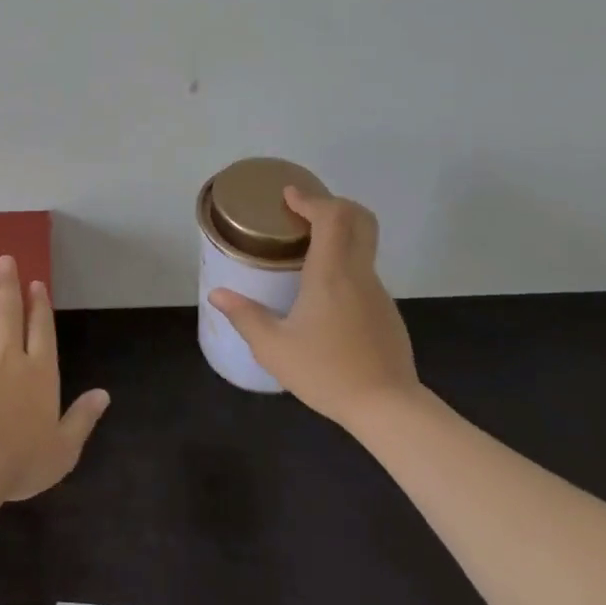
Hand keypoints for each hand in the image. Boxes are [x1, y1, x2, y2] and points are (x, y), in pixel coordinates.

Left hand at [0, 256, 110, 502]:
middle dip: (9, 287)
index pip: (42, 331)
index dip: (40, 306)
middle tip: (4, 260)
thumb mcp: (65, 447)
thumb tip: (104, 393)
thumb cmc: (24, 460)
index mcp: (40, 373)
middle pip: (9, 316)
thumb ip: (82, 418)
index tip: (35, 282)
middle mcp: (10, 361)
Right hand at [209, 187, 419, 429]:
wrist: (388, 408)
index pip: (332, 216)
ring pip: (363, 245)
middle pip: (359, 219)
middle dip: (334, 205)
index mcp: (331, 273)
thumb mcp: (274, 348)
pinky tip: (325, 295)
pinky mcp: (386, 311)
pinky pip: (365, 273)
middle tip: (304, 212)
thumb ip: (245, 316)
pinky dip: (346, 264)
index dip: (311, 199)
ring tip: (307, 251)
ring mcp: (378, 292)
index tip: (289, 196)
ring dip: (339, 235)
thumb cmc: (327, 372)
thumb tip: (217, 294)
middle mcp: (358, 273)